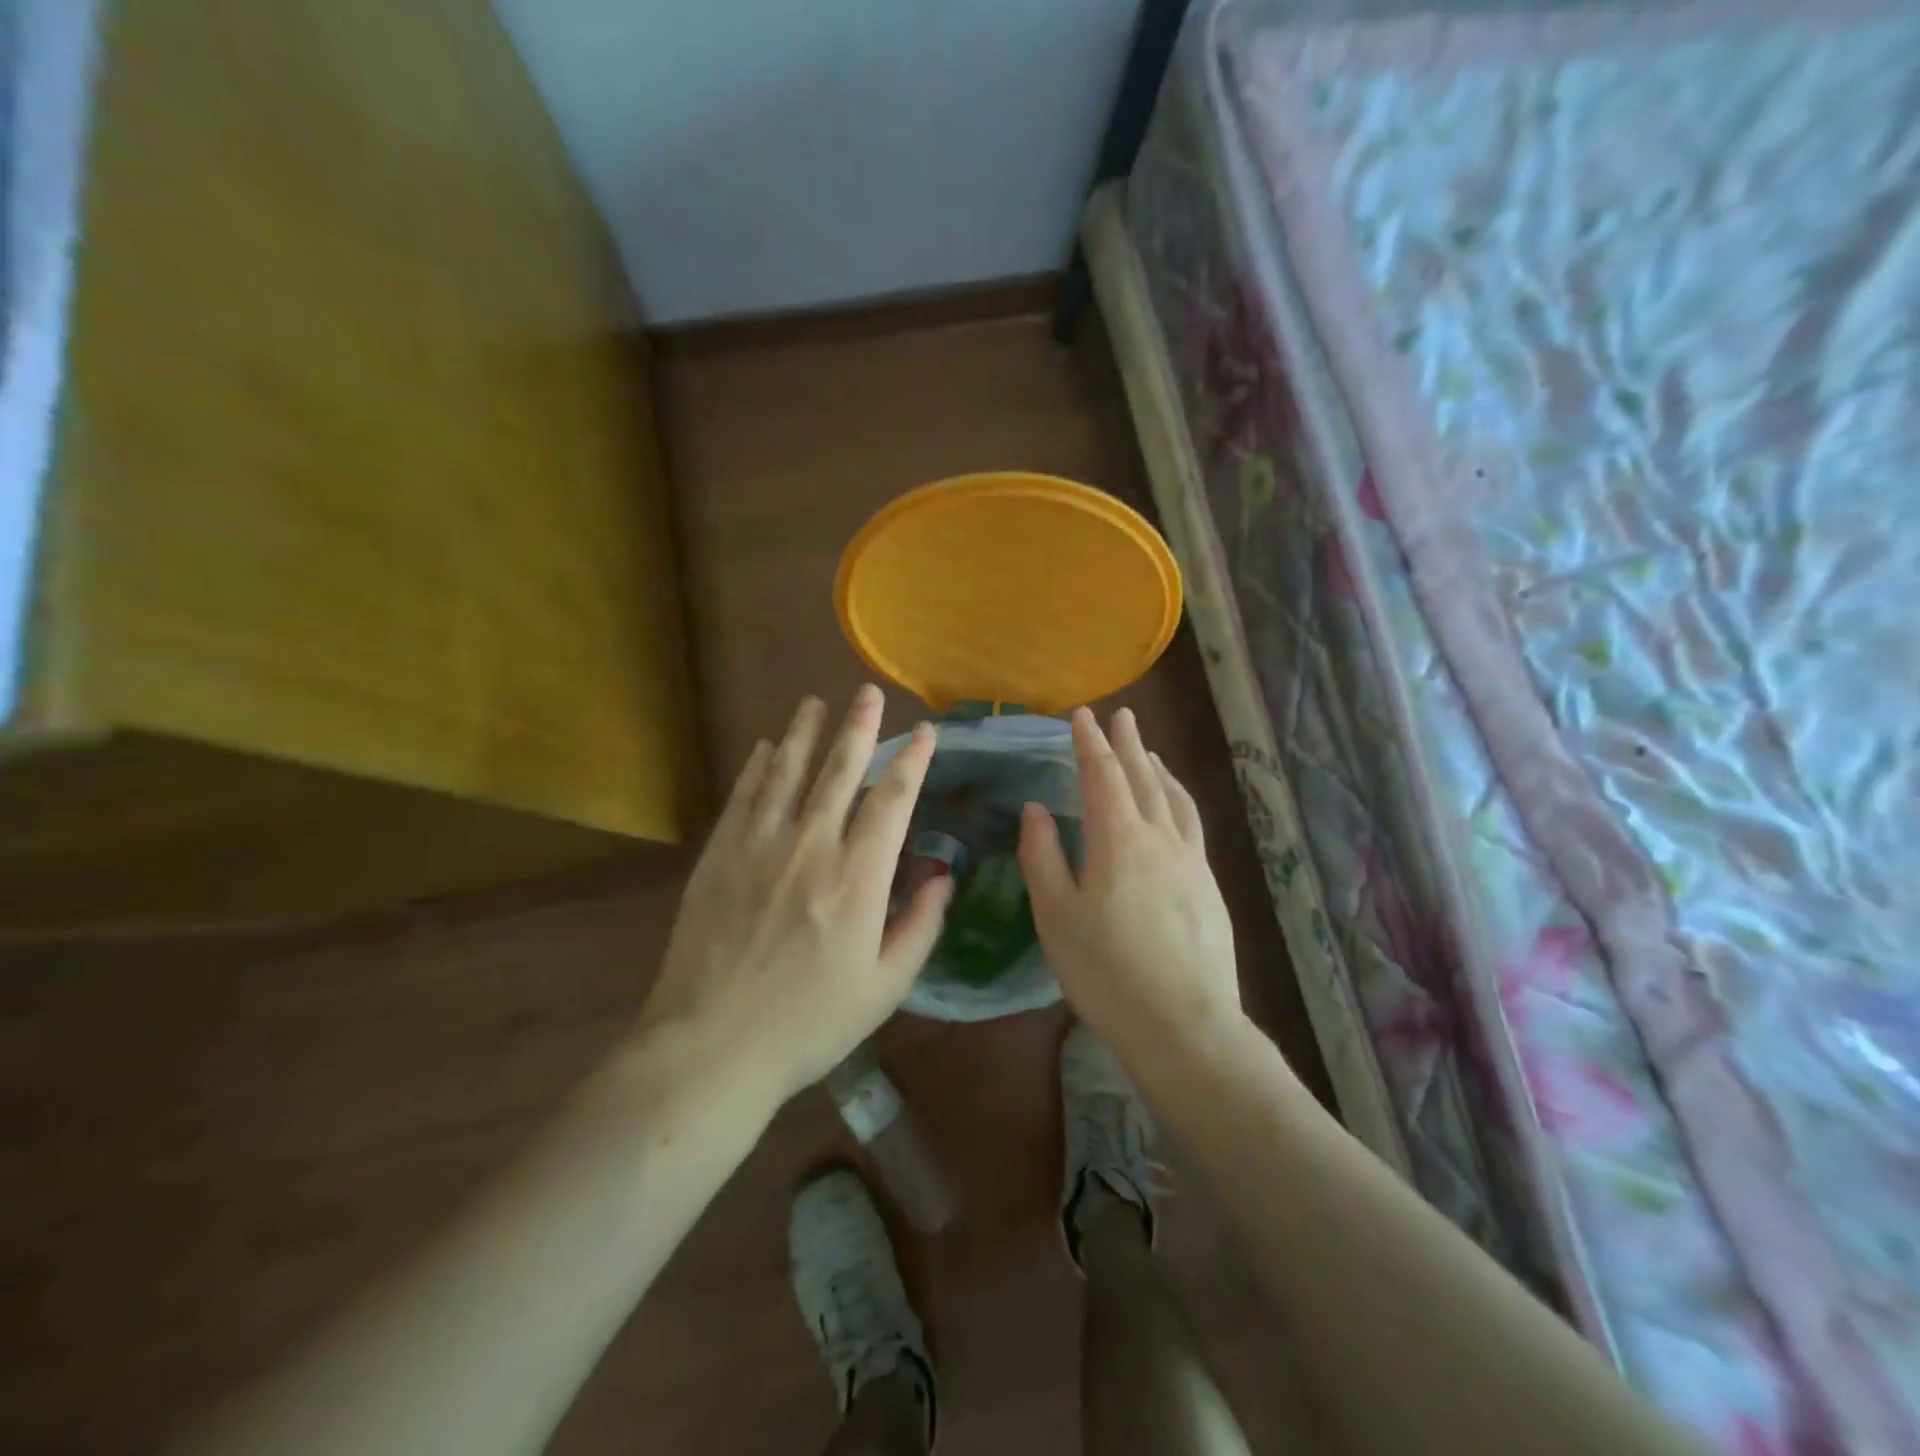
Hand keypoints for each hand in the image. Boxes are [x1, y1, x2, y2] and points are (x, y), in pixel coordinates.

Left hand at [637, 686, 950, 1104]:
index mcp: (858, 878)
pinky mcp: (720, 855)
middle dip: (859, 728)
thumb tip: (942, 877)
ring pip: (787, 772)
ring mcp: (759, 845)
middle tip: (867, 693)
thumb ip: (920, 926)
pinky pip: (743, 796)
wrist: (711, 1046)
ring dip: (805, 734)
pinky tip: (766, 746)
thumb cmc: (808, 1023)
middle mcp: (811, 846)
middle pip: (839, 771)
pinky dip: (758, 766)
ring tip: (816, 702)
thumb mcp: (885, 987)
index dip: (912, 762)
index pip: (892, 801)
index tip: (924, 733)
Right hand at [1019, 707, 1242, 1065]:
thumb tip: (1037, 810)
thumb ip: (1042, 856)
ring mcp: (1191, 860)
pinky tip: (1176, 805)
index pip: (1101, 775)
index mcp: (1118, 839)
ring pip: (1173, 798)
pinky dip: (1179, 798)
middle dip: (1126, 743)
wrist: (1184, 1025)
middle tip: (1120, 715)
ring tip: (1147, 750)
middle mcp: (1159, 837)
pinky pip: (1191, 823)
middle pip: (1142, 777)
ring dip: (1157, 768)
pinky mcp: (1209, 885)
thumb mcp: (1056, 915)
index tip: (1080, 716)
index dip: (1088, 742)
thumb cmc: (1106, 971)